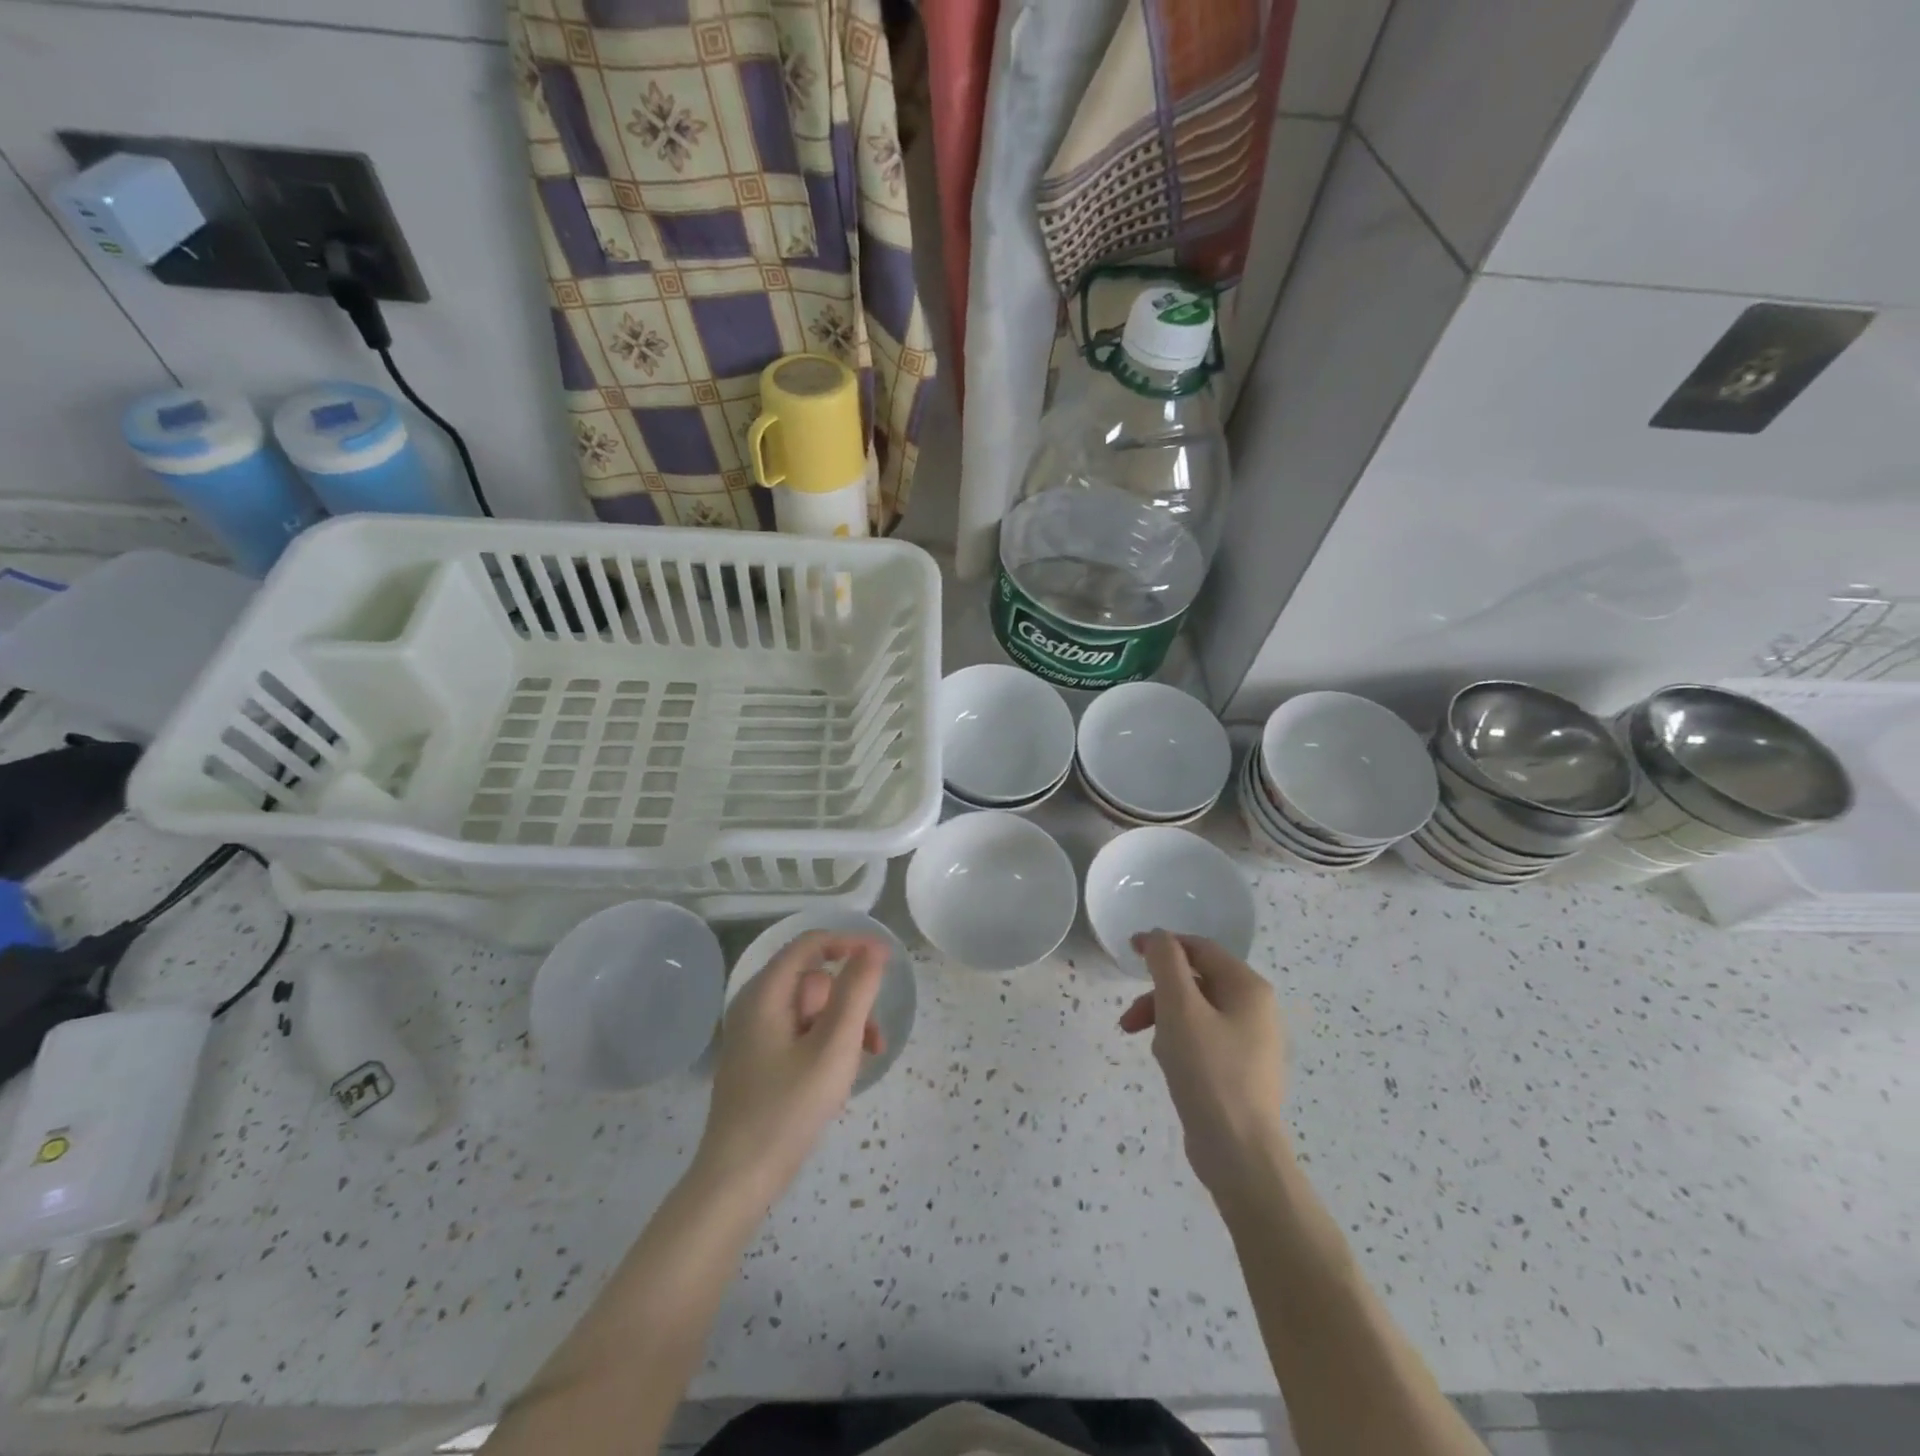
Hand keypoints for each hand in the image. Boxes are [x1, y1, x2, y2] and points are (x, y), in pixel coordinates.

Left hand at [695, 931, 887, 1199]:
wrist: (737, 1181)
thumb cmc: (787, 1109)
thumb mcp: (833, 1047)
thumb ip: (856, 992)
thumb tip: (873, 949)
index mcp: (765, 994)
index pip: (811, 944)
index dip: (850, 944)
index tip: (886, 962)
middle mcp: (756, 1005)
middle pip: (814, 980)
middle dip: (850, 1001)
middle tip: (874, 1037)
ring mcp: (756, 1035)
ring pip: (812, 1010)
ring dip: (844, 1027)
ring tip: (865, 1060)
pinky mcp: (761, 1061)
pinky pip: (802, 1034)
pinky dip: (827, 1044)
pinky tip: (841, 1075)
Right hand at [1120, 930, 1289, 1203]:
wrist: (1239, 1153)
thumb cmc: (1208, 1071)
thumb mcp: (1179, 1008)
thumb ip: (1166, 963)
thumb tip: (1159, 936)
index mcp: (1248, 988)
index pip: (1199, 948)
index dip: (1163, 945)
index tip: (1129, 951)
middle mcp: (1255, 1009)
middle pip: (1196, 980)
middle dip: (1158, 993)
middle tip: (1129, 1017)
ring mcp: (1250, 1042)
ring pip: (1195, 1011)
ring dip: (1163, 1019)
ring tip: (1147, 1045)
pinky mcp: (1239, 1070)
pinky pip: (1202, 1039)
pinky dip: (1178, 1042)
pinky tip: (1167, 1065)